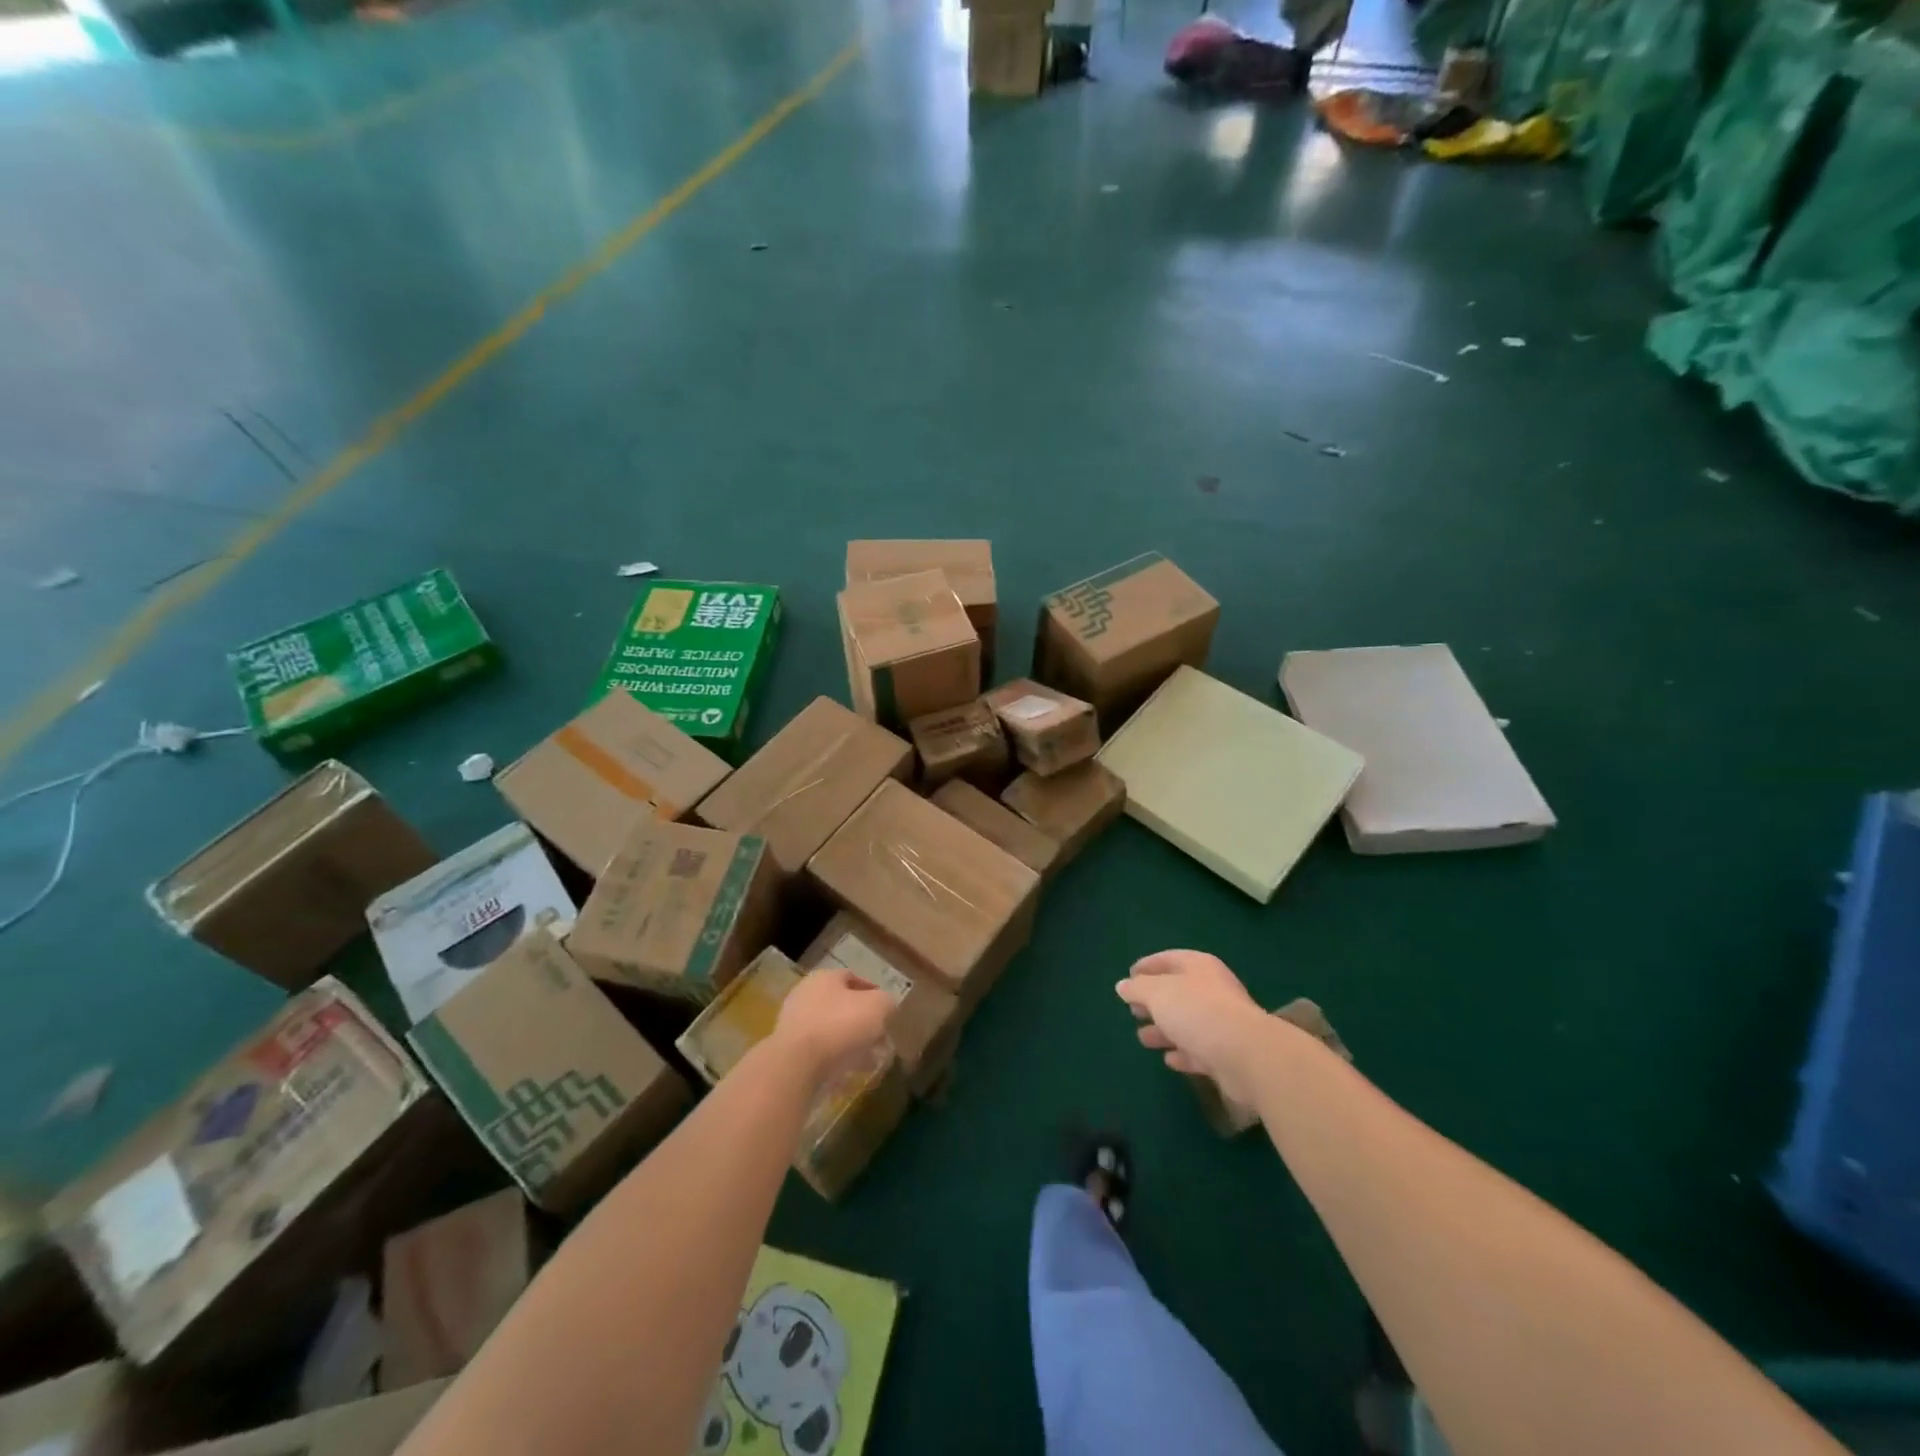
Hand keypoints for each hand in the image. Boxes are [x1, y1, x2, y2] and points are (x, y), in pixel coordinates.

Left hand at [772, 970, 892, 1090]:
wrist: (796, 1064)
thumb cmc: (840, 1025)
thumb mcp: (877, 1007)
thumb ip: (887, 1002)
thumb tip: (887, 1006)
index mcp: (825, 977)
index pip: (854, 978)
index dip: (874, 993)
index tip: (888, 1011)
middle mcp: (806, 994)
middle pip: (842, 1005)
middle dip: (863, 1022)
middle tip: (881, 1039)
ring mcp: (794, 1023)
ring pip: (831, 1030)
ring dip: (851, 1043)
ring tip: (869, 1061)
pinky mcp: (788, 1050)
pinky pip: (819, 1051)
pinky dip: (835, 1059)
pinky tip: (850, 1073)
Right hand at [1116, 950, 1268, 1104]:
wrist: (1246, 1055)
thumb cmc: (1197, 1011)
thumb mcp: (1157, 993)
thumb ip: (1137, 988)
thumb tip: (1123, 986)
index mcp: (1198, 967)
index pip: (1167, 959)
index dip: (1147, 966)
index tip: (1128, 976)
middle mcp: (1212, 990)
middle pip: (1177, 992)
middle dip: (1154, 1001)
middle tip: (1133, 1010)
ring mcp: (1221, 1023)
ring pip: (1186, 1023)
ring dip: (1165, 1030)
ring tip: (1143, 1037)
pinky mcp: (1226, 1054)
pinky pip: (1198, 1050)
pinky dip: (1182, 1052)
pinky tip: (1168, 1059)